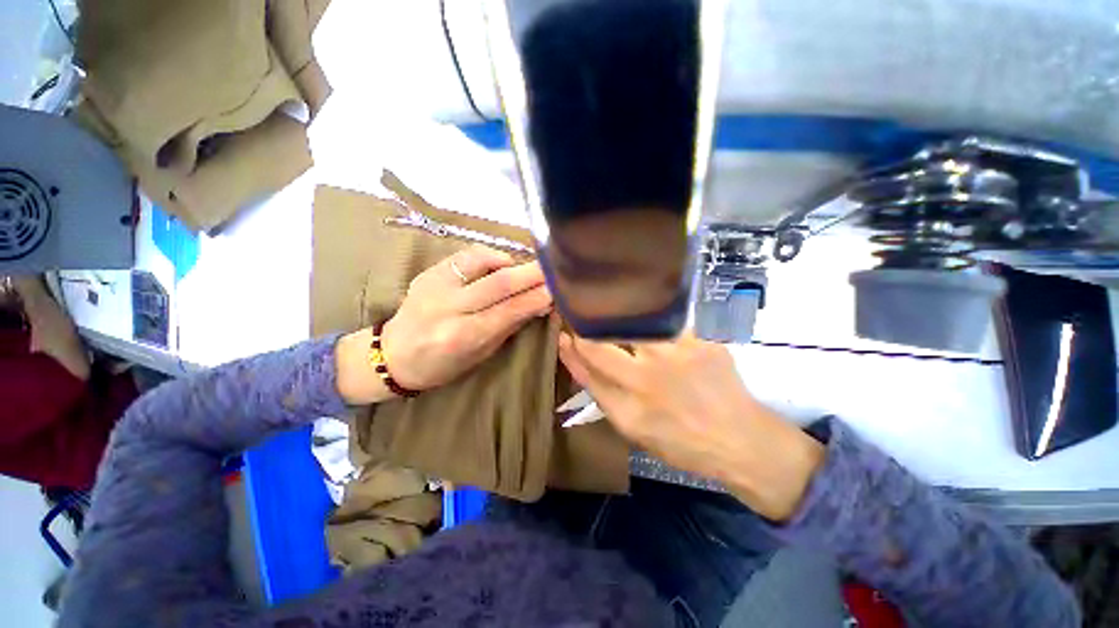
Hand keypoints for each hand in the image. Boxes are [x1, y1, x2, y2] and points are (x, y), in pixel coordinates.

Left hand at [384, 245, 551, 389]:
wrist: (393, 354)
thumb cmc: (442, 364)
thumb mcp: (480, 354)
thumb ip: (509, 326)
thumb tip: (539, 305)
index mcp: (463, 336)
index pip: (510, 311)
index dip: (537, 298)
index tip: (558, 290)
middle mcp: (449, 308)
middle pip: (499, 283)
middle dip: (532, 274)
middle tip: (554, 270)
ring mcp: (436, 285)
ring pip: (482, 261)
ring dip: (511, 262)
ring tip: (527, 268)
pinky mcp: (429, 271)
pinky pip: (466, 255)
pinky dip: (490, 255)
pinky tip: (502, 262)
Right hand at [558, 332, 823, 521]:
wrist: (742, 440)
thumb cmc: (682, 442)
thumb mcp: (634, 430)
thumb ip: (605, 394)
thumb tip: (579, 359)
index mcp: (628, 408)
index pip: (587, 368)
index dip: (570, 350)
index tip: (563, 335)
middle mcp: (647, 379)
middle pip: (600, 343)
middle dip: (585, 326)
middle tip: (583, 315)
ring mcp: (676, 356)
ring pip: (632, 324)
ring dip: (617, 316)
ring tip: (612, 308)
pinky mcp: (700, 342)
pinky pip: (666, 322)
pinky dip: (654, 319)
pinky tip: (652, 316)